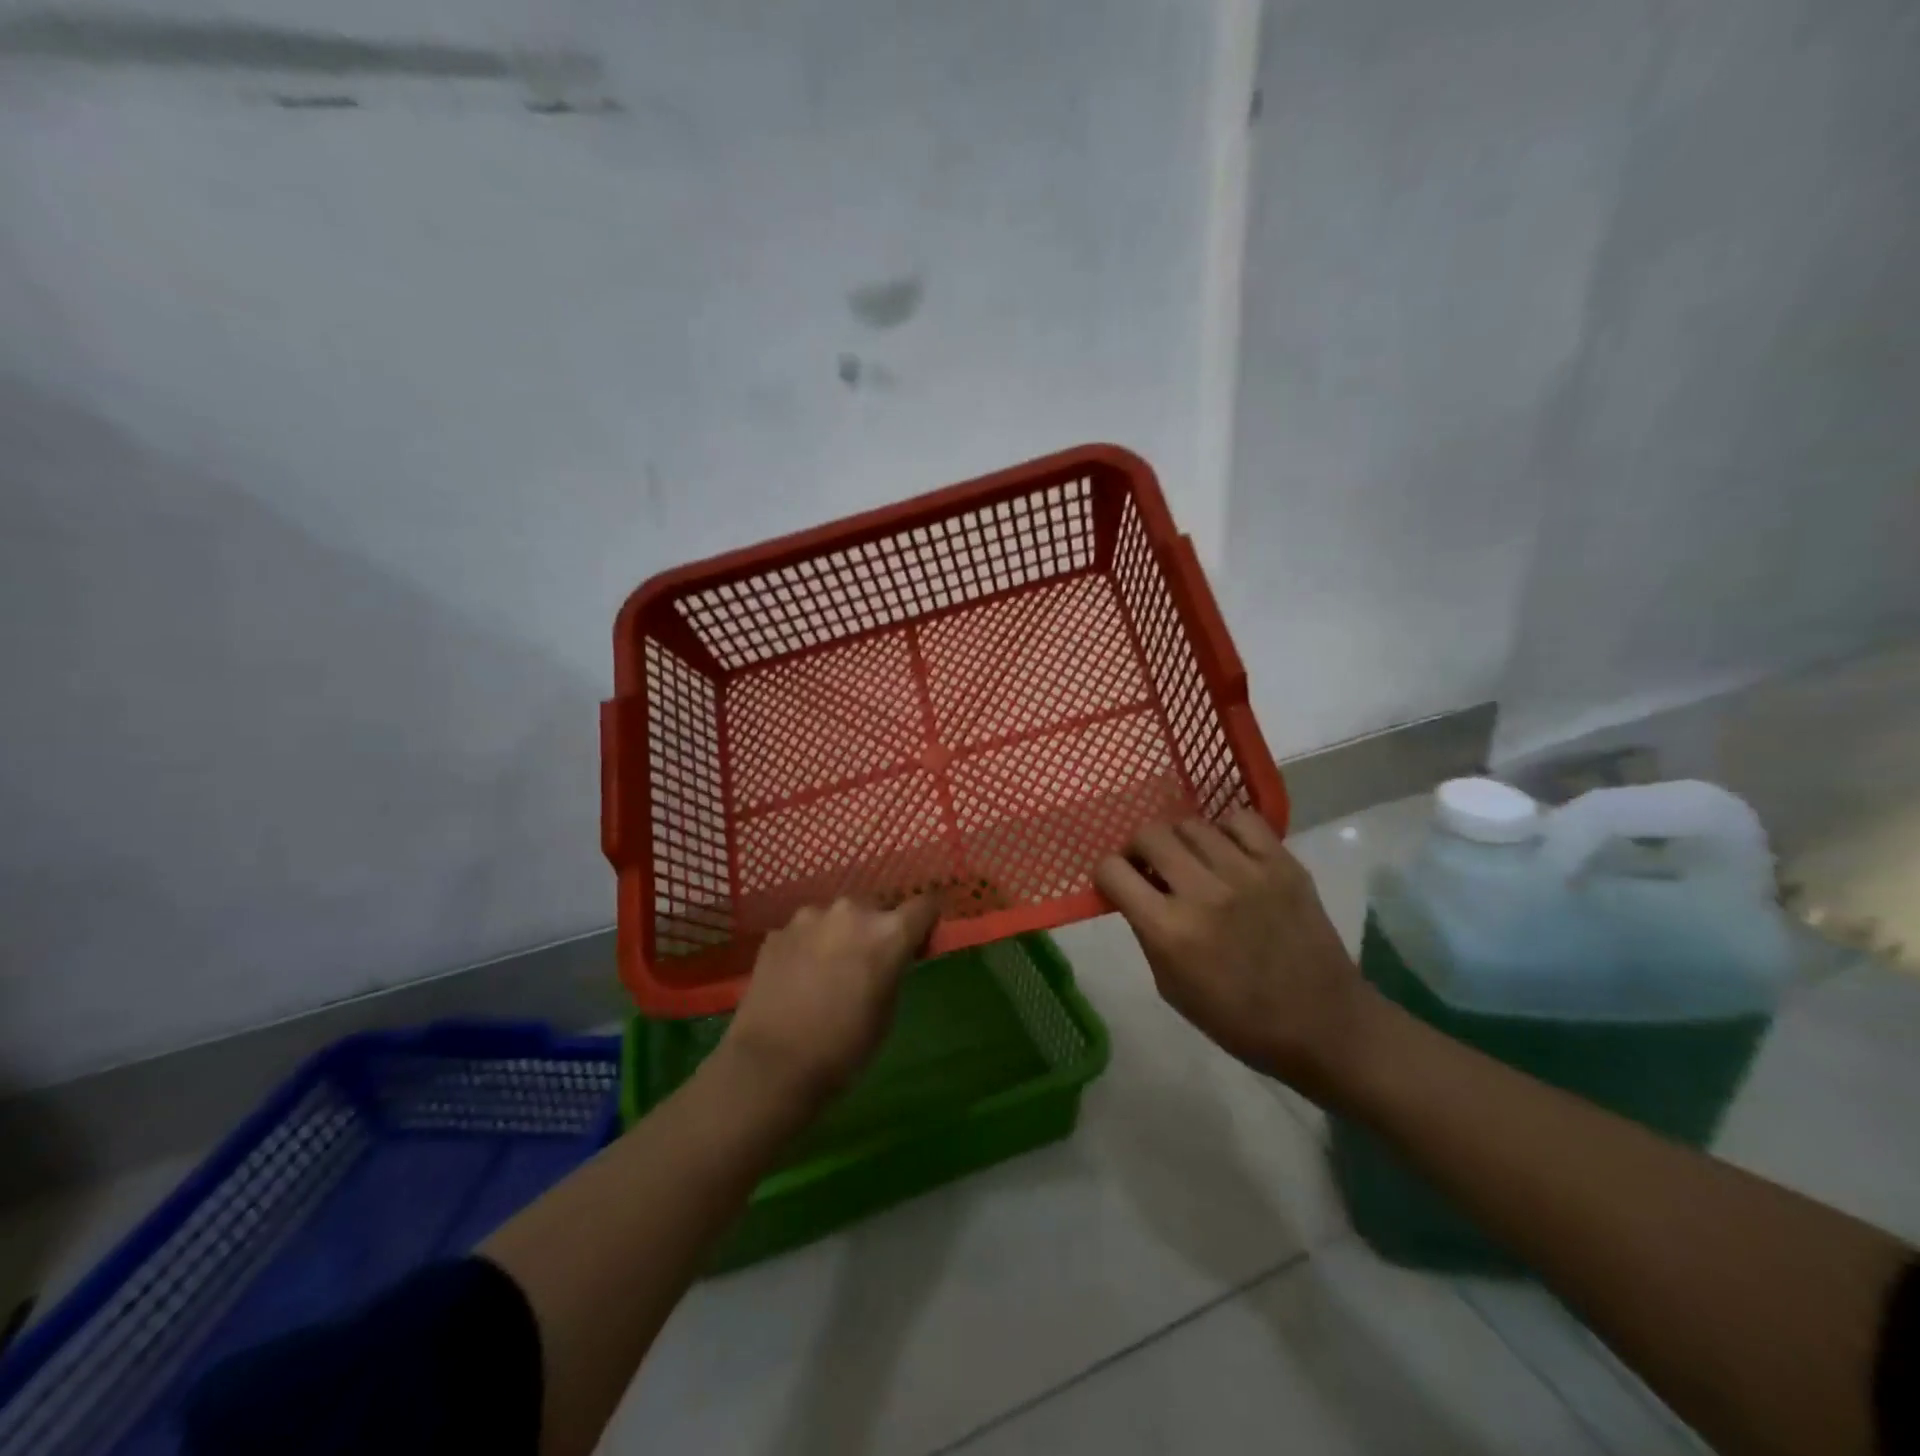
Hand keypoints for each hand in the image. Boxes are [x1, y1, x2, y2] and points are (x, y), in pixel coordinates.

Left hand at [720, 895, 939, 1106]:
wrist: (771, 1066)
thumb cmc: (843, 1048)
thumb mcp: (887, 1012)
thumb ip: (893, 969)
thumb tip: (890, 957)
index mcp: (888, 933)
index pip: (924, 905)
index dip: (925, 922)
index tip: (919, 941)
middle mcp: (851, 911)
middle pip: (876, 908)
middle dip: (876, 929)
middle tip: (867, 964)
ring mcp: (809, 917)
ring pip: (836, 918)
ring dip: (839, 935)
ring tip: (826, 971)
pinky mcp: (777, 931)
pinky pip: (804, 932)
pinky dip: (807, 947)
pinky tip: (797, 978)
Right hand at [1094, 809, 1371, 1097]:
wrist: (1323, 1025)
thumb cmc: (1238, 1020)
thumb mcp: (1171, 987)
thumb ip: (1147, 932)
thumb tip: (1133, 892)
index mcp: (1169, 930)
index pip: (1112, 871)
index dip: (1107, 875)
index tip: (1118, 884)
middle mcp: (1203, 892)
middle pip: (1149, 835)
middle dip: (1139, 849)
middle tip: (1151, 868)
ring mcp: (1246, 873)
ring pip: (1191, 824)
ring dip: (1181, 842)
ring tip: (1193, 862)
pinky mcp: (1283, 864)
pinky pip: (1240, 820)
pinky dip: (1225, 831)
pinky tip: (1228, 852)